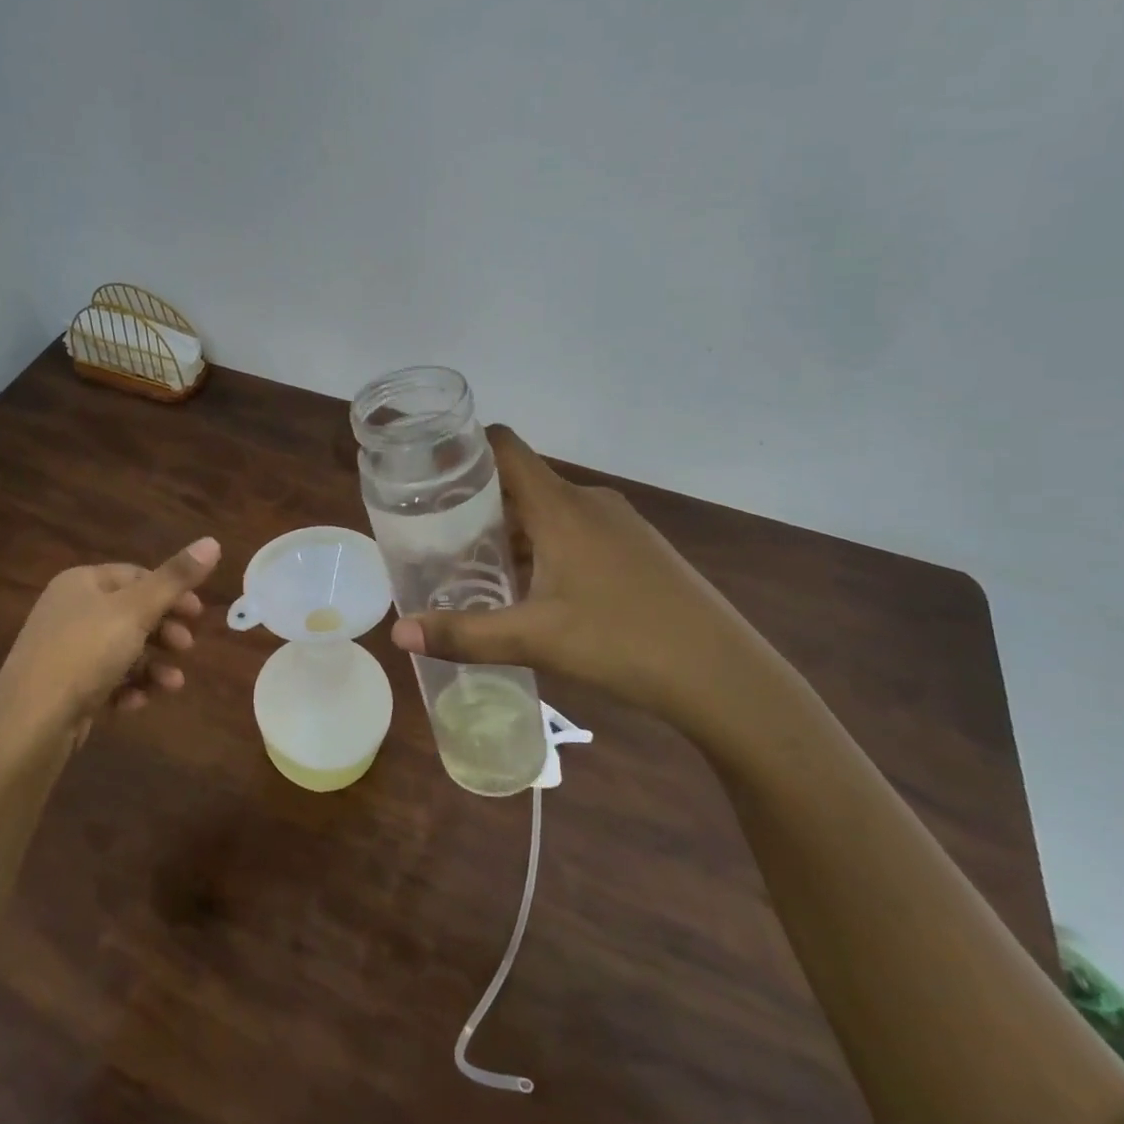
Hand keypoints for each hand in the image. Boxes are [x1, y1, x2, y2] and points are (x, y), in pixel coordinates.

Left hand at [0, 537, 221, 745]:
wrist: (28, 725)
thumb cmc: (85, 654)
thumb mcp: (136, 611)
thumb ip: (176, 578)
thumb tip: (213, 541)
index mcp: (81, 583)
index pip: (136, 575)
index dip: (171, 592)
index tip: (198, 614)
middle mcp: (69, 611)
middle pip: (130, 613)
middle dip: (164, 632)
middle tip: (187, 648)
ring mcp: (64, 651)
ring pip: (121, 650)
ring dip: (152, 665)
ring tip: (173, 685)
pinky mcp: (63, 688)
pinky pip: (104, 680)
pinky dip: (127, 688)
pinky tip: (137, 703)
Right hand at [390, 428, 779, 732]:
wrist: (724, 676)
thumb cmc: (622, 642)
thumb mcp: (533, 639)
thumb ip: (463, 634)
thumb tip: (399, 633)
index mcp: (560, 507)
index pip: (504, 447)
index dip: (465, 447)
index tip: (427, 469)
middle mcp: (589, 502)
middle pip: (521, 482)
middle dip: (478, 503)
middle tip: (437, 533)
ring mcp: (619, 524)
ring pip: (550, 511)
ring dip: (513, 531)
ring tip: (478, 566)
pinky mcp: (638, 549)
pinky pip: (577, 530)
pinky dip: (546, 546)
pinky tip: (535, 590)